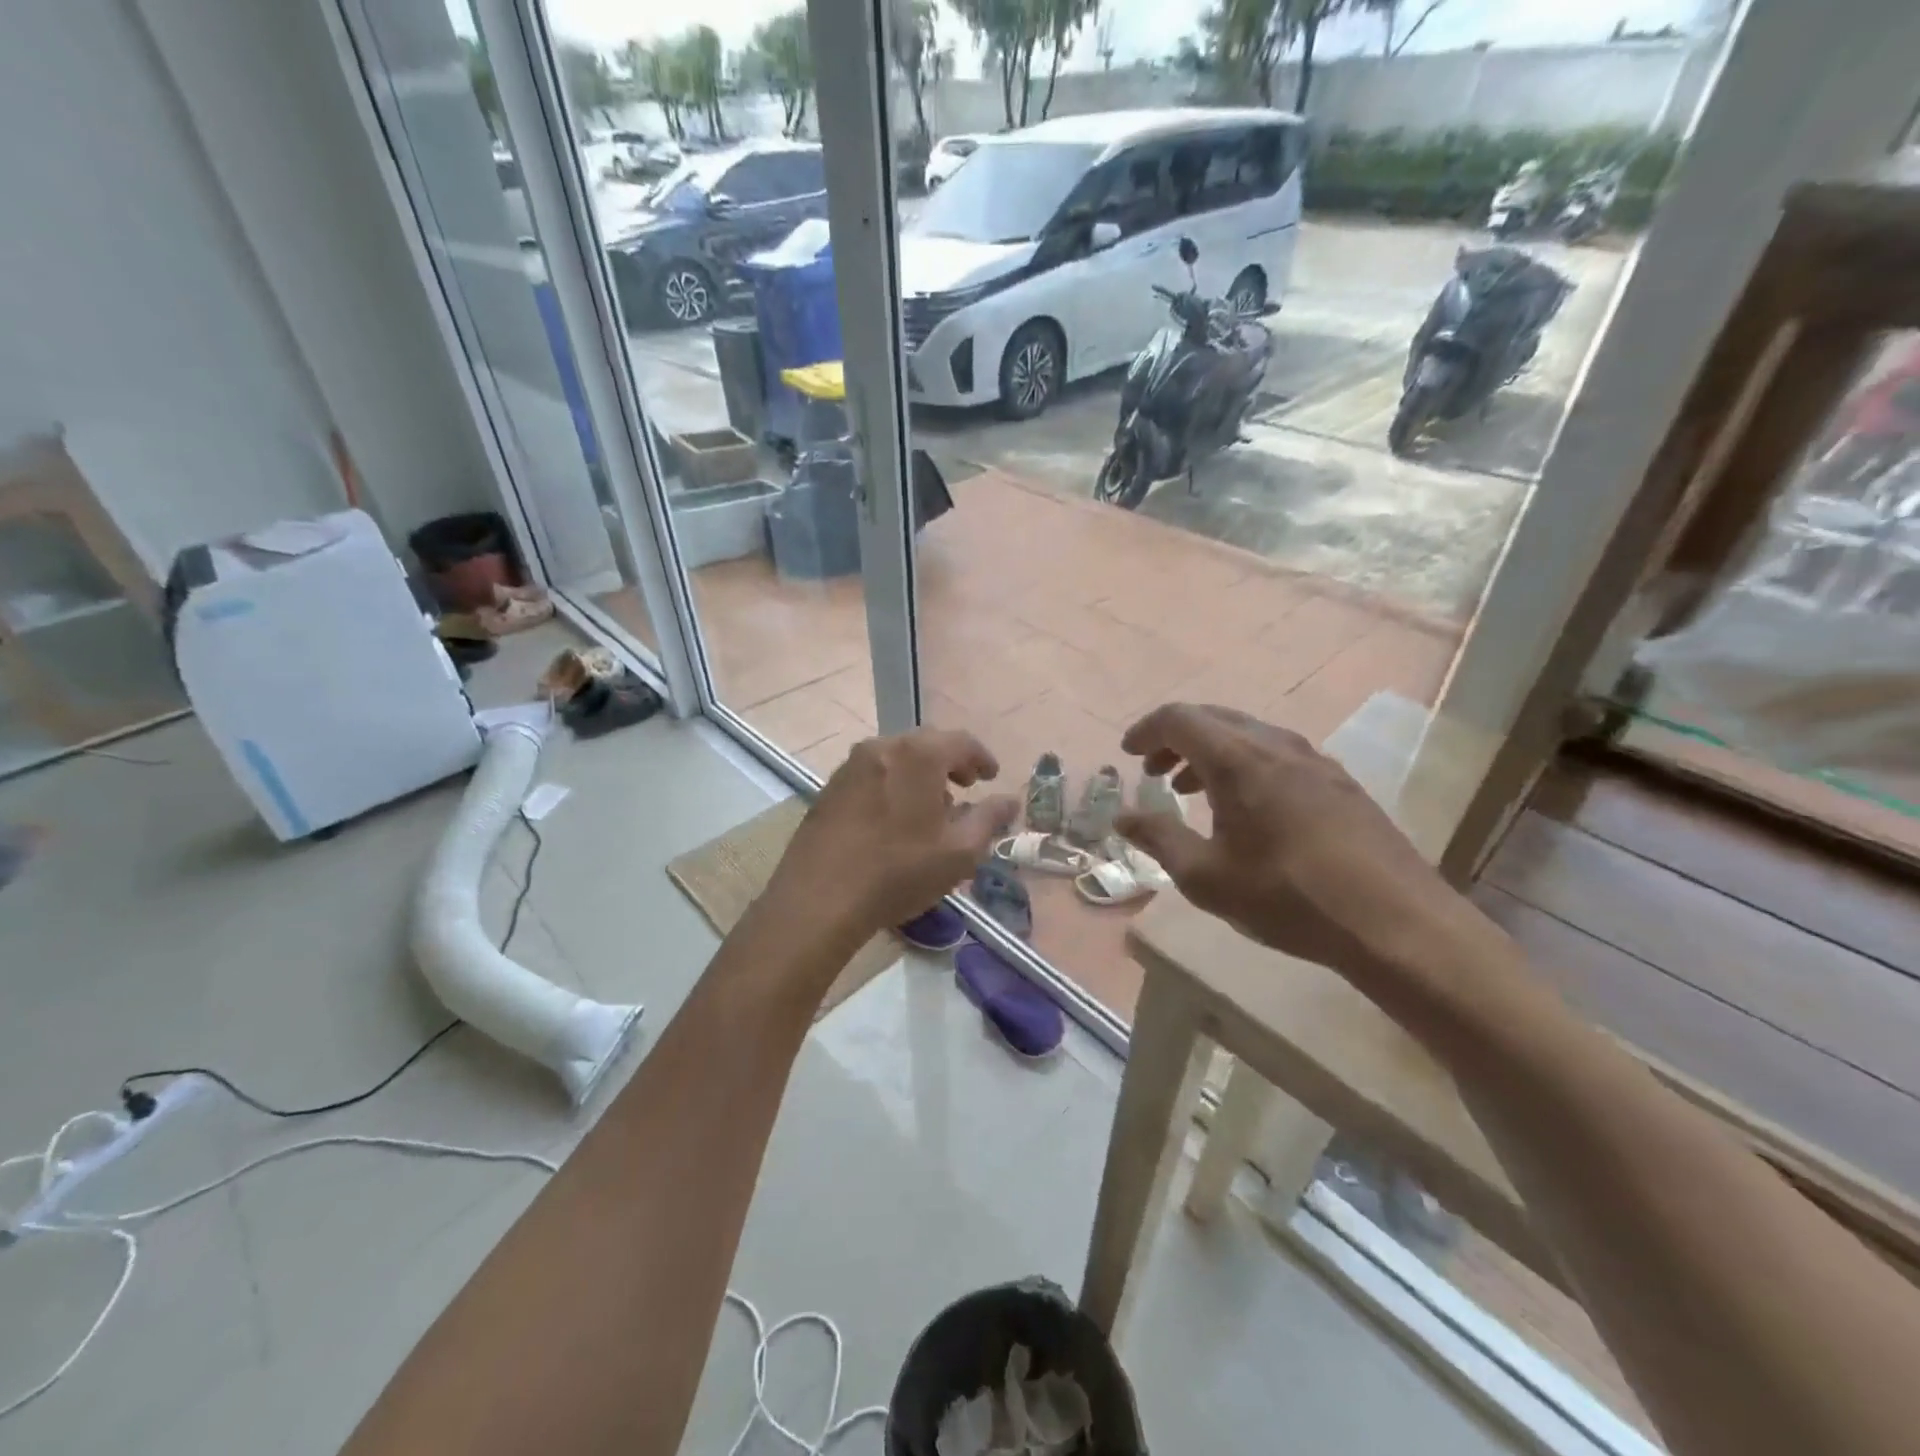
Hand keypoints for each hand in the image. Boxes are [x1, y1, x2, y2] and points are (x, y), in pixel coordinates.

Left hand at [765, 728, 1018, 945]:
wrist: (818, 898)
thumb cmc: (898, 872)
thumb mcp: (959, 852)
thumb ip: (989, 819)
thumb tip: (1010, 801)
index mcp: (918, 755)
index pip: (961, 742)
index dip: (981, 758)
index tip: (991, 777)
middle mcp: (883, 747)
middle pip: (926, 744)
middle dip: (950, 762)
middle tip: (965, 787)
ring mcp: (851, 766)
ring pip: (896, 757)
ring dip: (920, 774)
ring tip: (931, 807)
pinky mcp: (830, 788)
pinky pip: (873, 773)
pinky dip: (893, 783)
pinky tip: (896, 817)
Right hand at [1114, 704, 1474, 990]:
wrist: (1395, 922)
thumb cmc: (1288, 897)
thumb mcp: (1206, 877)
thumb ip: (1159, 838)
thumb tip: (1122, 816)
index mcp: (1237, 760)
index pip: (1179, 719)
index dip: (1146, 730)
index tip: (1128, 754)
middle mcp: (1275, 745)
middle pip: (1213, 718)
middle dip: (1175, 739)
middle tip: (1153, 772)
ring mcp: (1313, 759)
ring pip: (1247, 735)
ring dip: (1210, 752)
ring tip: (1191, 789)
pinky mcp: (1339, 781)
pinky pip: (1276, 753)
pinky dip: (1244, 764)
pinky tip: (1246, 806)